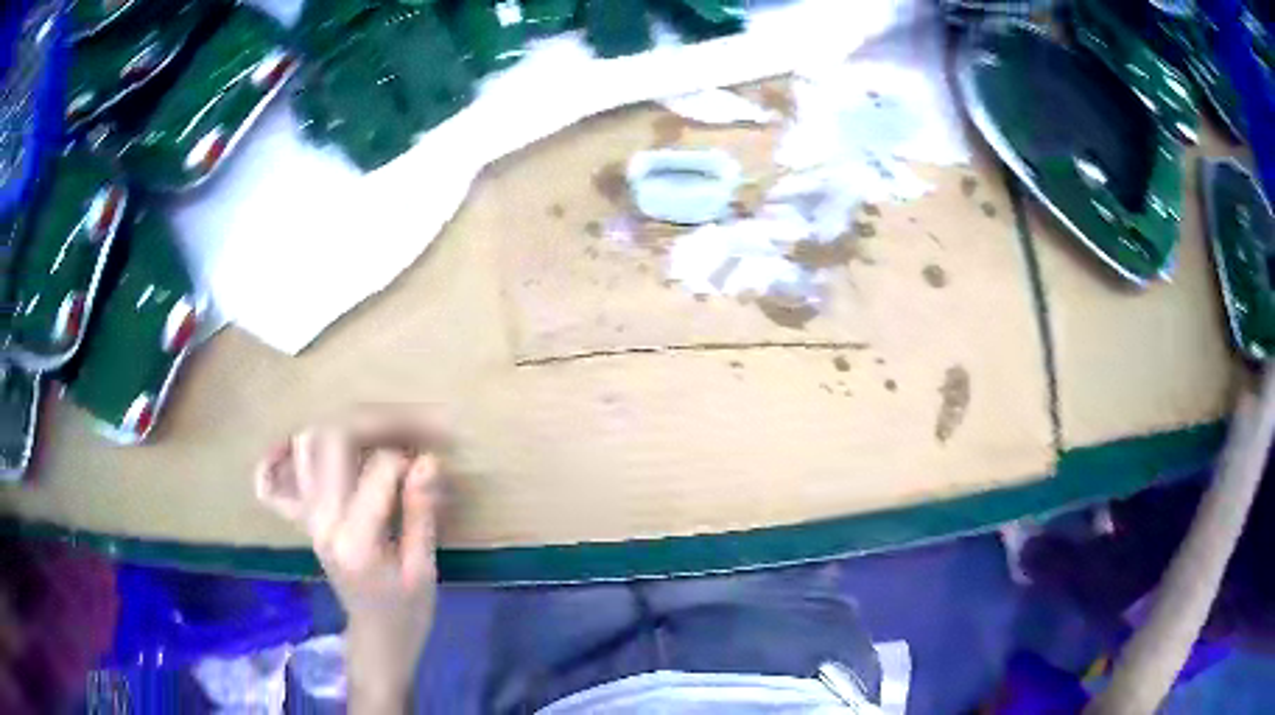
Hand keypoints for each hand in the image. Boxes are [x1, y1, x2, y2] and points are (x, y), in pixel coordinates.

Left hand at [255, 408, 446, 712]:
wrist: (378, 637)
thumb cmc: (407, 611)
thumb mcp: (423, 568)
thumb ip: (421, 514)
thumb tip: (428, 461)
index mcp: (355, 540)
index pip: (379, 468)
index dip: (411, 459)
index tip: (431, 466)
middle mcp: (321, 520)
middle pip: (334, 439)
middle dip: (378, 422)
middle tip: (413, 426)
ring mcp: (307, 516)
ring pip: (307, 445)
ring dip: (343, 427)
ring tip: (378, 431)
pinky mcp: (303, 518)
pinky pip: (276, 480)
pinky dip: (278, 457)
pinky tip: (294, 446)